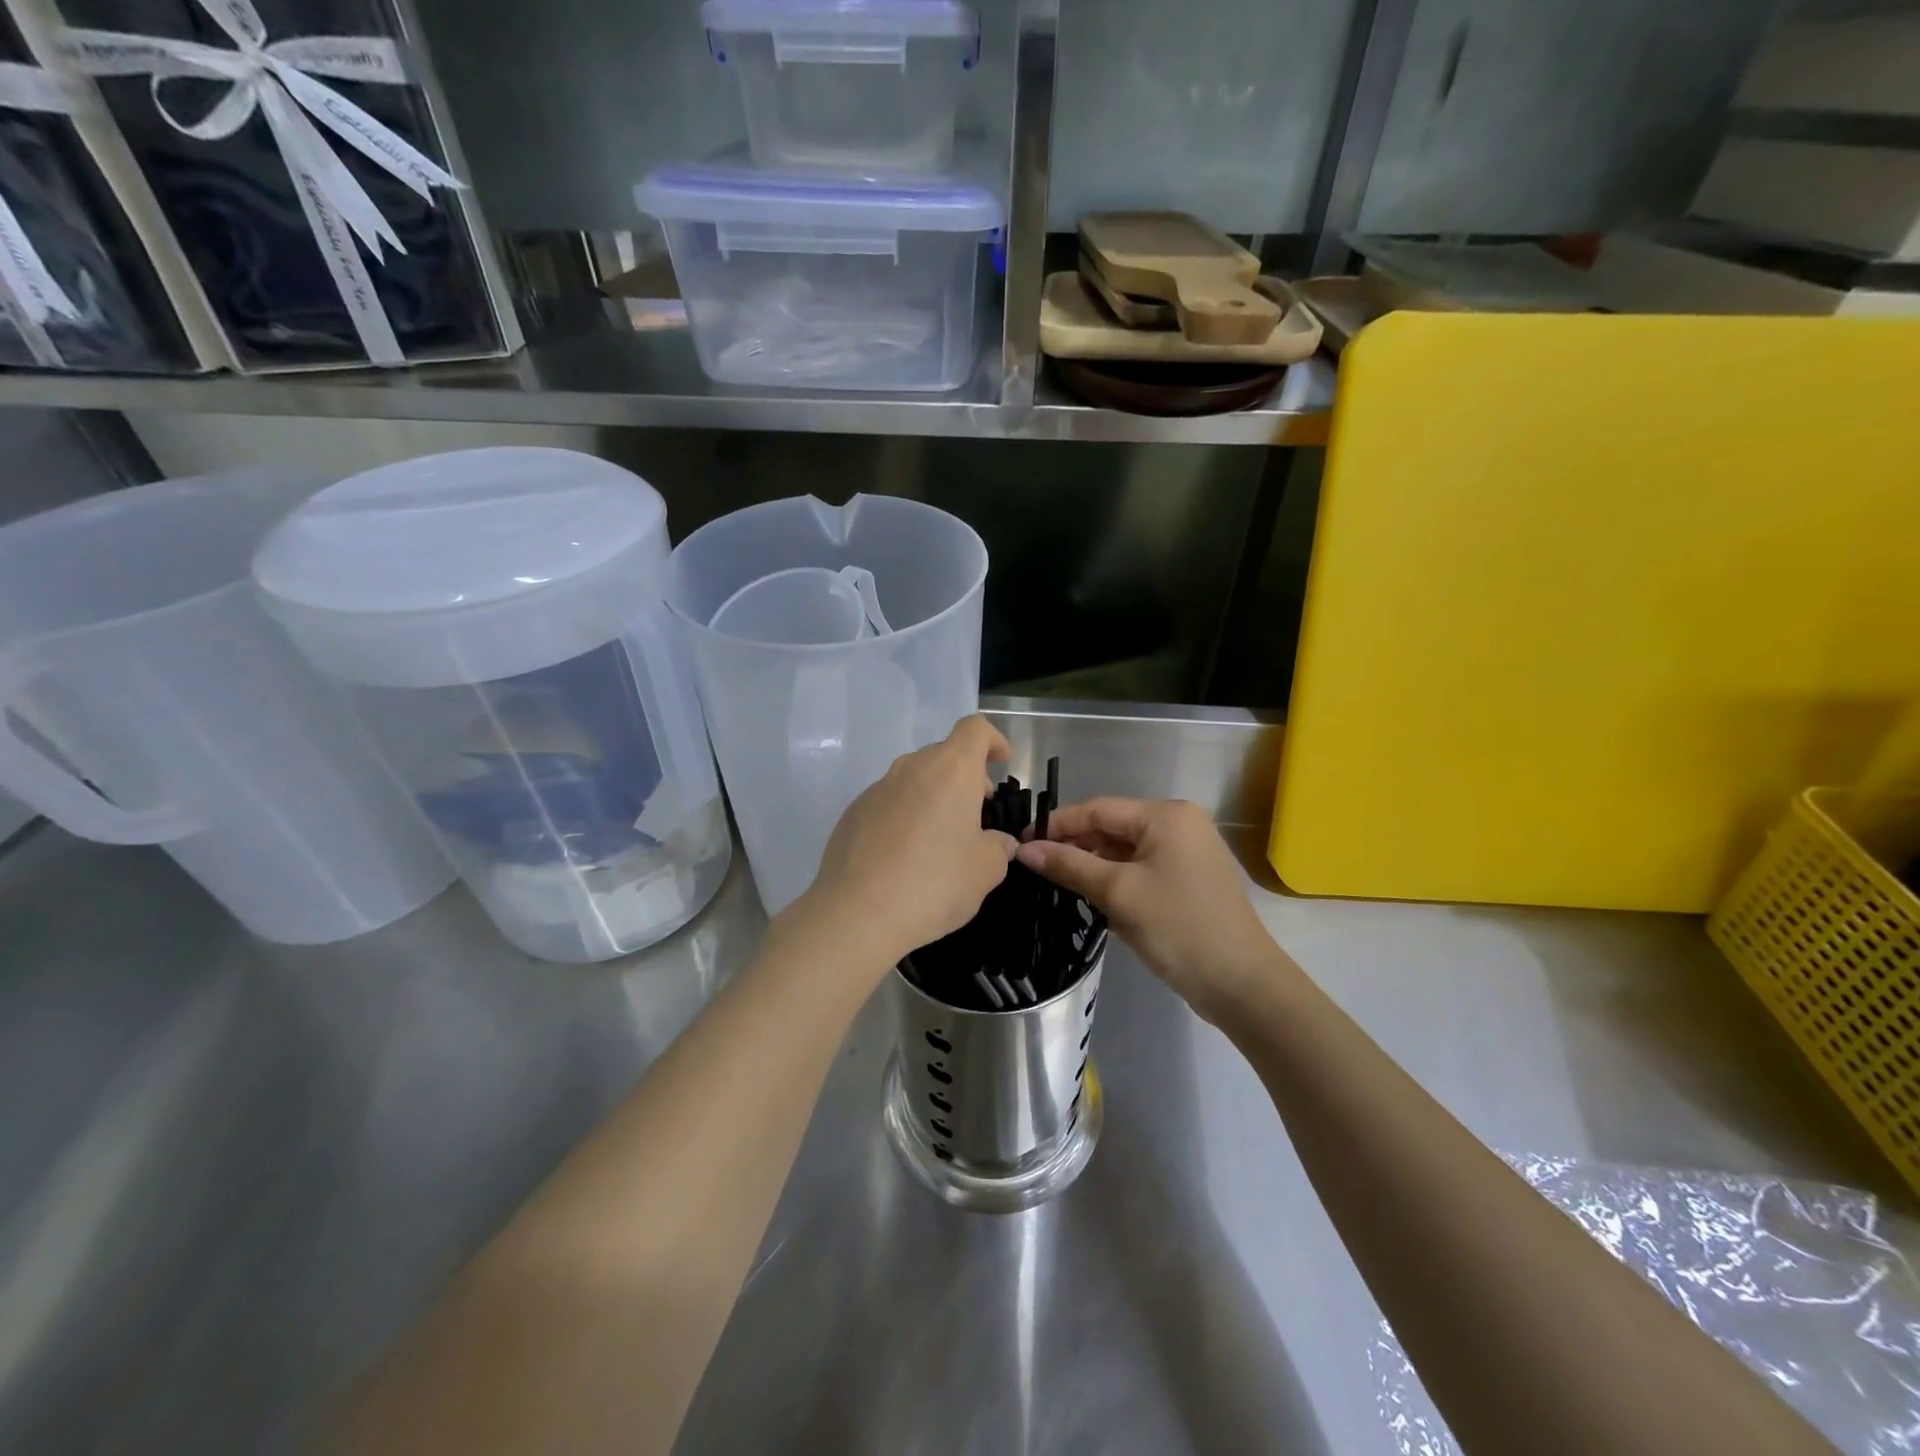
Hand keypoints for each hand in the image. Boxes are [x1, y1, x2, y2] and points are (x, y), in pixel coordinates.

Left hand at [787, 715, 1016, 980]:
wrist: (856, 914)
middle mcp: (912, 768)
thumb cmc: (934, 884)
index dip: (993, 740)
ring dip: (934, 797)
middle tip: (977, 815)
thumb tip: (998, 842)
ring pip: (914, 779)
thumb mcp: (985, 871)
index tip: (1002, 763)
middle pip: (944, 755)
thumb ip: (999, 848)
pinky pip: (889, 803)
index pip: (975, 729)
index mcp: (951, 770)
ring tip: (941, 840)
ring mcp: (877, 788)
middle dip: (966, 777)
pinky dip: (905, 816)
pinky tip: (905, 857)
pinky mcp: (853, 813)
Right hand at [1016, 798, 1281, 1023]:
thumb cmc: (1178, 927)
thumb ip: (1069, 865)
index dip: (1057, 824)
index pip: (1098, 808)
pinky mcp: (1187, 880)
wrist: (1242, 984)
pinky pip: (1140, 869)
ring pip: (1124, 850)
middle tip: (1032, 865)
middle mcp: (1179, 824)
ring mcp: (1186, 853)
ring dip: (1091, 864)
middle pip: (1111, 827)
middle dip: (1073, 845)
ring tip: (1052, 881)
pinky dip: (1114, 879)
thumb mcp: (1118, 893)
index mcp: (1166, 815)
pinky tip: (1087, 895)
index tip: (1021, 840)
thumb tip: (1024, 849)